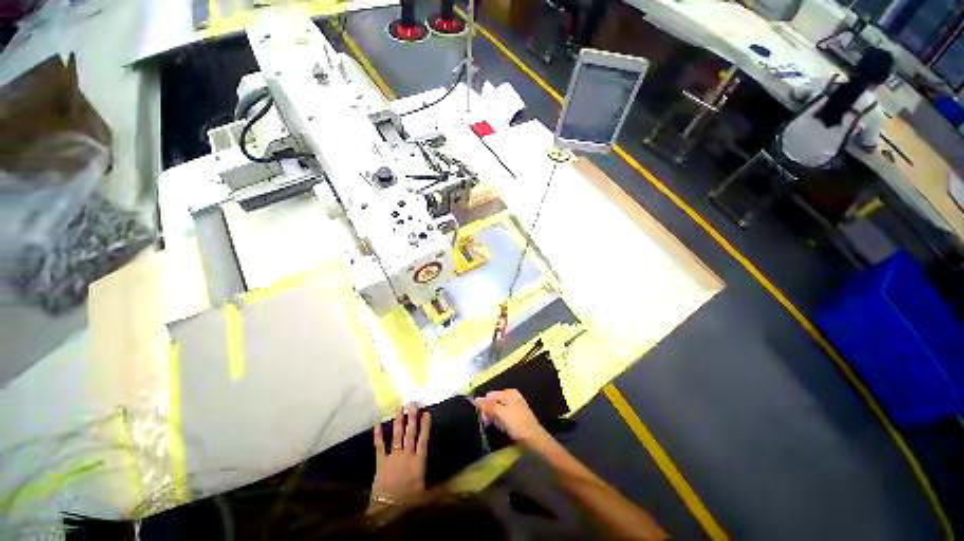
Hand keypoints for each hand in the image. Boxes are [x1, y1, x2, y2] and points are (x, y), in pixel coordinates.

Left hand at [369, 404, 430, 512]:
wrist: (386, 511)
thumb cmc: (408, 503)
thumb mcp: (426, 496)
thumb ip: (439, 488)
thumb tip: (454, 484)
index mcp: (418, 462)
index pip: (423, 440)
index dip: (425, 426)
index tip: (426, 413)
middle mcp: (407, 455)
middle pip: (410, 433)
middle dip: (412, 417)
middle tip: (413, 403)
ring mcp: (393, 457)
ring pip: (397, 435)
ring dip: (398, 421)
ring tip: (399, 407)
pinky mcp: (381, 462)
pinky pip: (379, 446)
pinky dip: (378, 434)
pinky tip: (376, 423)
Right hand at [474, 389, 549, 447]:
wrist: (534, 439)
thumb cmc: (517, 424)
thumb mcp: (501, 413)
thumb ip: (488, 405)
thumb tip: (475, 399)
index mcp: (508, 393)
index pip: (490, 396)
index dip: (484, 405)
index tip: (482, 417)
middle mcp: (511, 396)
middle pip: (494, 401)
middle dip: (489, 411)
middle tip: (487, 422)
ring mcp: (514, 406)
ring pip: (498, 409)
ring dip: (494, 418)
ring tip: (495, 426)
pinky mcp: (516, 416)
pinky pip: (503, 416)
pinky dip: (500, 421)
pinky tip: (501, 427)